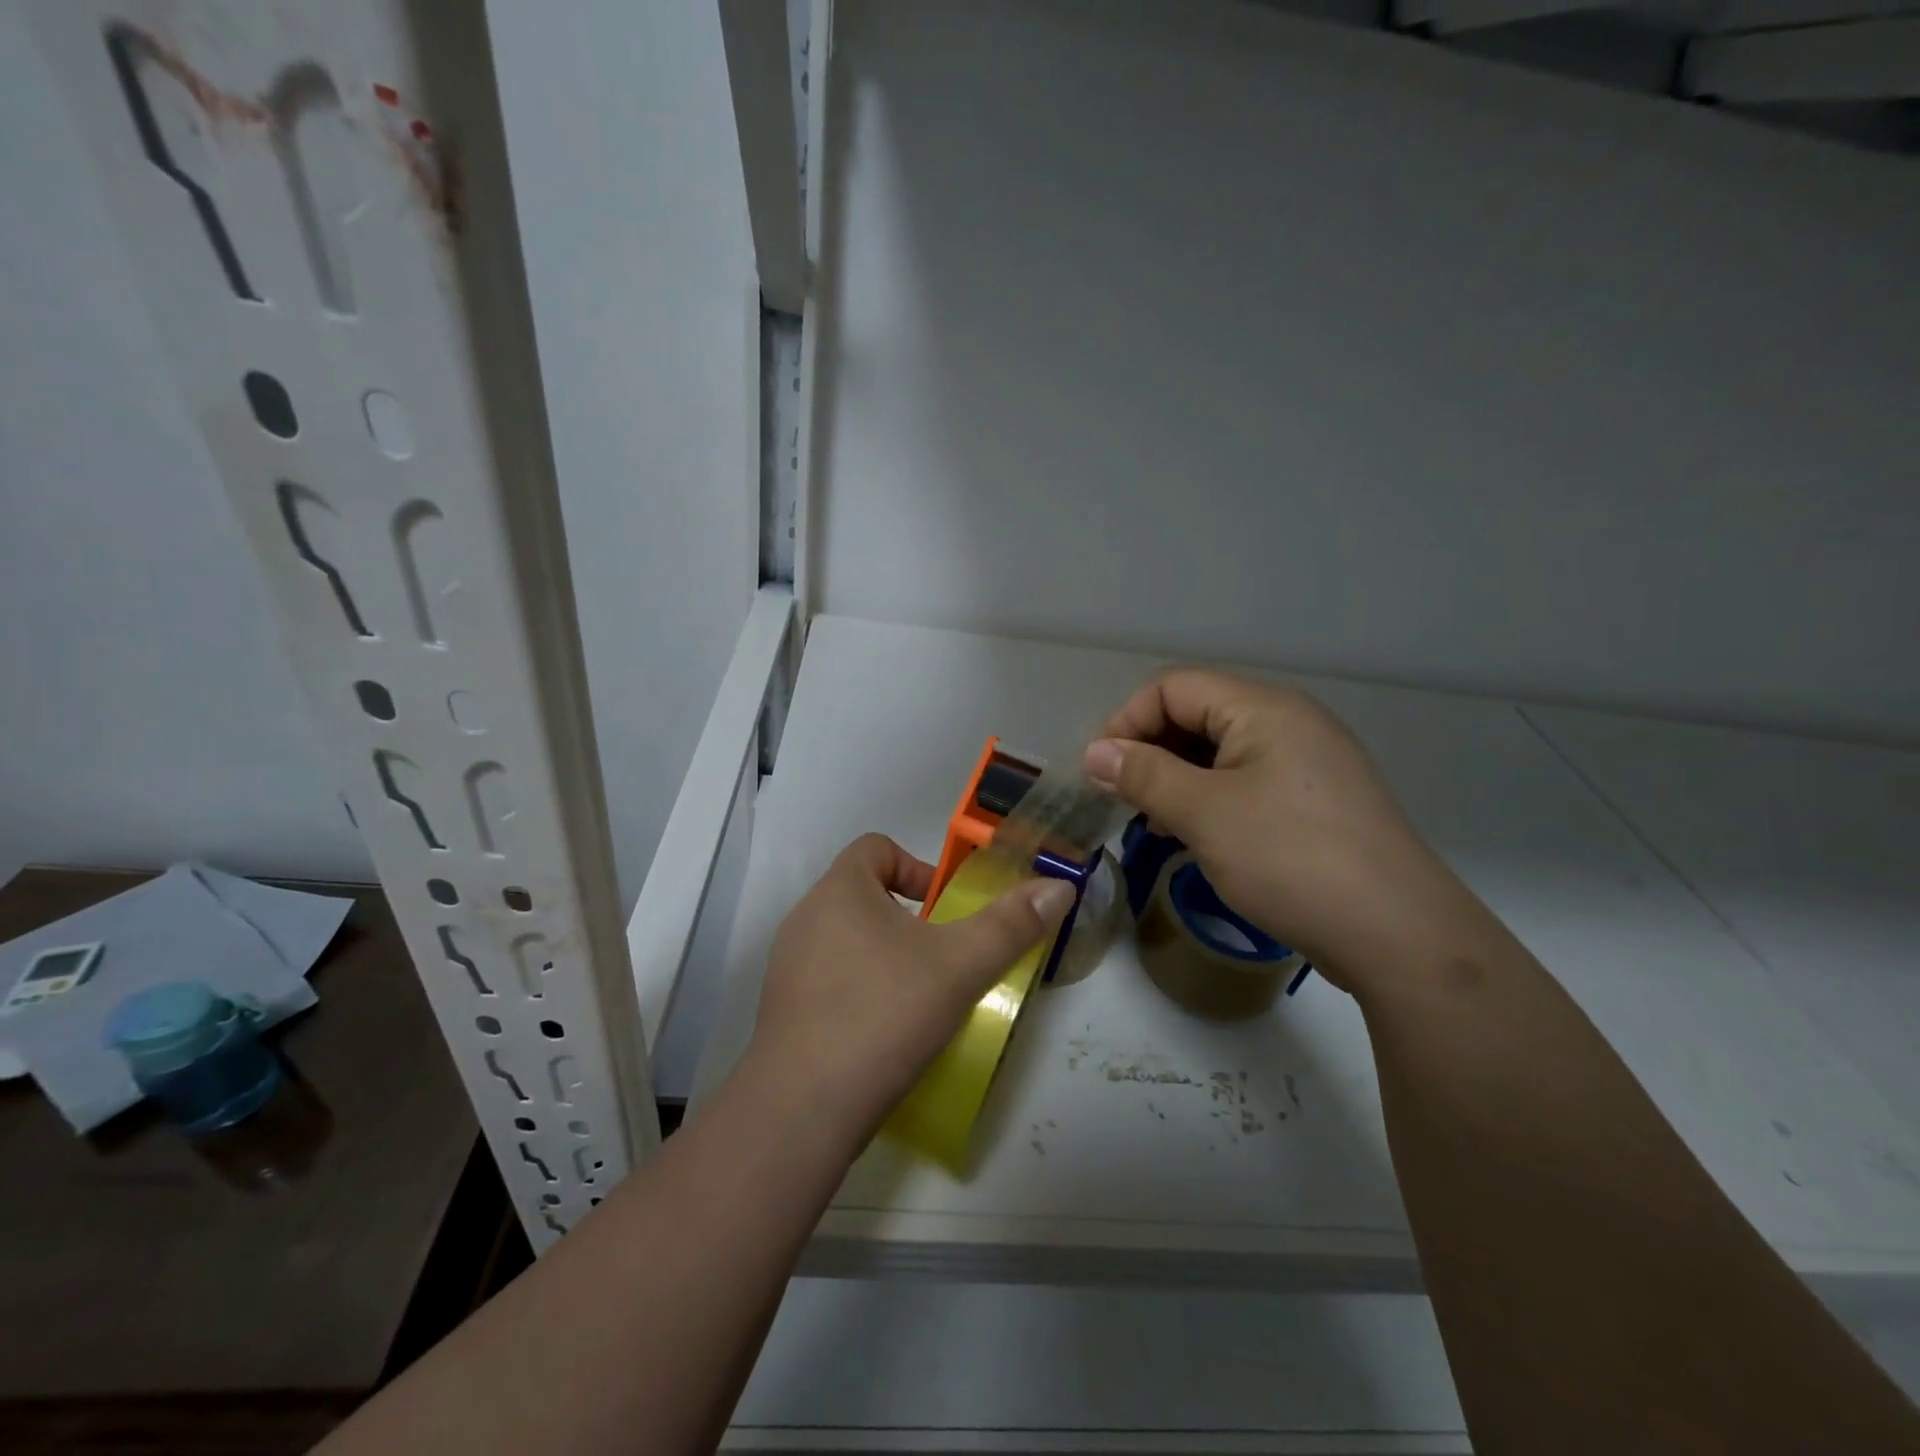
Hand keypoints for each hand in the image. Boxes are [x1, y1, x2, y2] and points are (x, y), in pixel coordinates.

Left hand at [746, 834, 1075, 1142]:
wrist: (803, 1109)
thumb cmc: (884, 1014)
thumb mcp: (960, 966)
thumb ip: (1010, 924)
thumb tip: (1059, 887)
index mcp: (839, 890)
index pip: (876, 847)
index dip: (917, 866)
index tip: (946, 908)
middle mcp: (806, 917)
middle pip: (863, 893)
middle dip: (908, 918)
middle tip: (943, 957)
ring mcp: (787, 966)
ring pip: (846, 939)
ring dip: (885, 955)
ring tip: (919, 996)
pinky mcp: (782, 1010)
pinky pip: (829, 980)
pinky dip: (860, 990)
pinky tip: (885, 1031)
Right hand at [1085, 670, 1468, 988]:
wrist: (1397, 934)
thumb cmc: (1290, 859)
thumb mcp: (1203, 814)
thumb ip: (1143, 775)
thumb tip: (1094, 753)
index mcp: (1263, 708)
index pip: (1173, 687)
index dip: (1127, 721)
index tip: (1101, 771)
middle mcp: (1289, 721)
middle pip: (1197, 713)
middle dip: (1150, 751)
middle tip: (1123, 800)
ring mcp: (1307, 762)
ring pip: (1220, 751)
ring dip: (1176, 778)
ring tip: (1153, 822)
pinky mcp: (1315, 801)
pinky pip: (1246, 782)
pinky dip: (1209, 799)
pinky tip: (1194, 836)